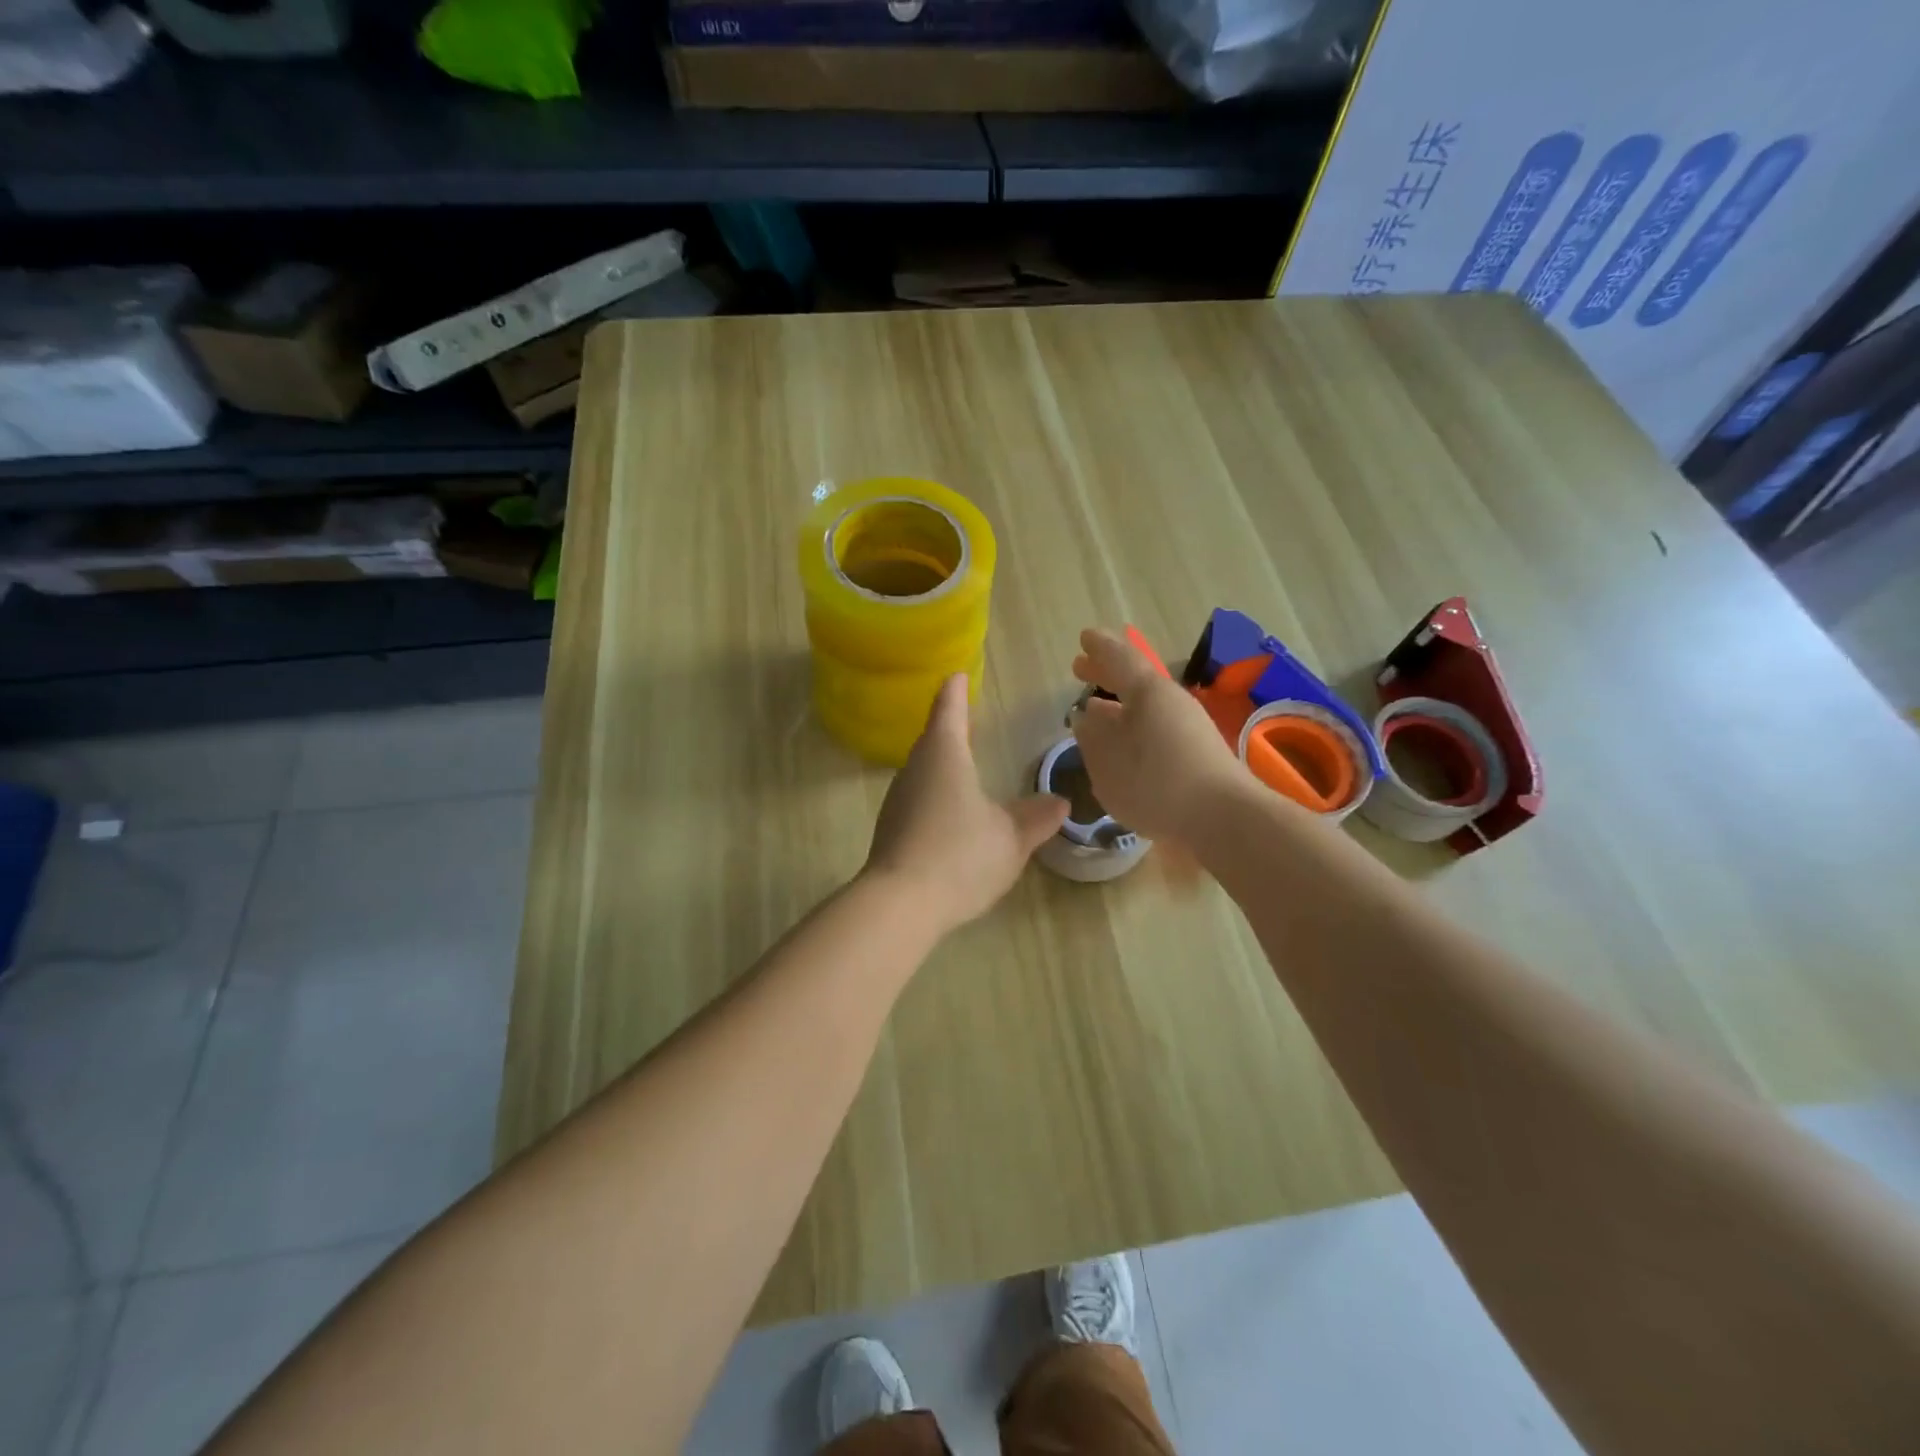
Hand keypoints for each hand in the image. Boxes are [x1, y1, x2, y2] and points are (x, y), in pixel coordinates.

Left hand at [864, 674, 1070, 933]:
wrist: (899, 905)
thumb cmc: (960, 855)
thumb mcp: (1011, 838)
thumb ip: (1036, 818)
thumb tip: (1059, 801)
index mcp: (944, 755)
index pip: (949, 710)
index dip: (955, 691)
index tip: (957, 674)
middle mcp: (915, 769)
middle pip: (932, 738)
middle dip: (949, 726)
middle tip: (965, 715)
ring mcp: (898, 800)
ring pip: (923, 770)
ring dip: (942, 762)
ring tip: (962, 762)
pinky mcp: (891, 830)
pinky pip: (918, 799)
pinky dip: (936, 794)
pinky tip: (950, 813)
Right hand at [1070, 627, 1245, 844]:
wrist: (1224, 818)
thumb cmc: (1157, 784)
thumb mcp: (1108, 763)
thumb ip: (1092, 737)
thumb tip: (1085, 718)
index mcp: (1147, 693)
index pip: (1119, 659)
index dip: (1099, 649)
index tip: (1083, 638)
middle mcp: (1170, 701)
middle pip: (1135, 679)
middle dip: (1106, 673)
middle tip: (1080, 667)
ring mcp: (1188, 726)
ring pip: (1145, 705)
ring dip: (1119, 703)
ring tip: (1095, 708)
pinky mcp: (1196, 752)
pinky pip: (1156, 725)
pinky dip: (1134, 725)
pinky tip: (1124, 743)